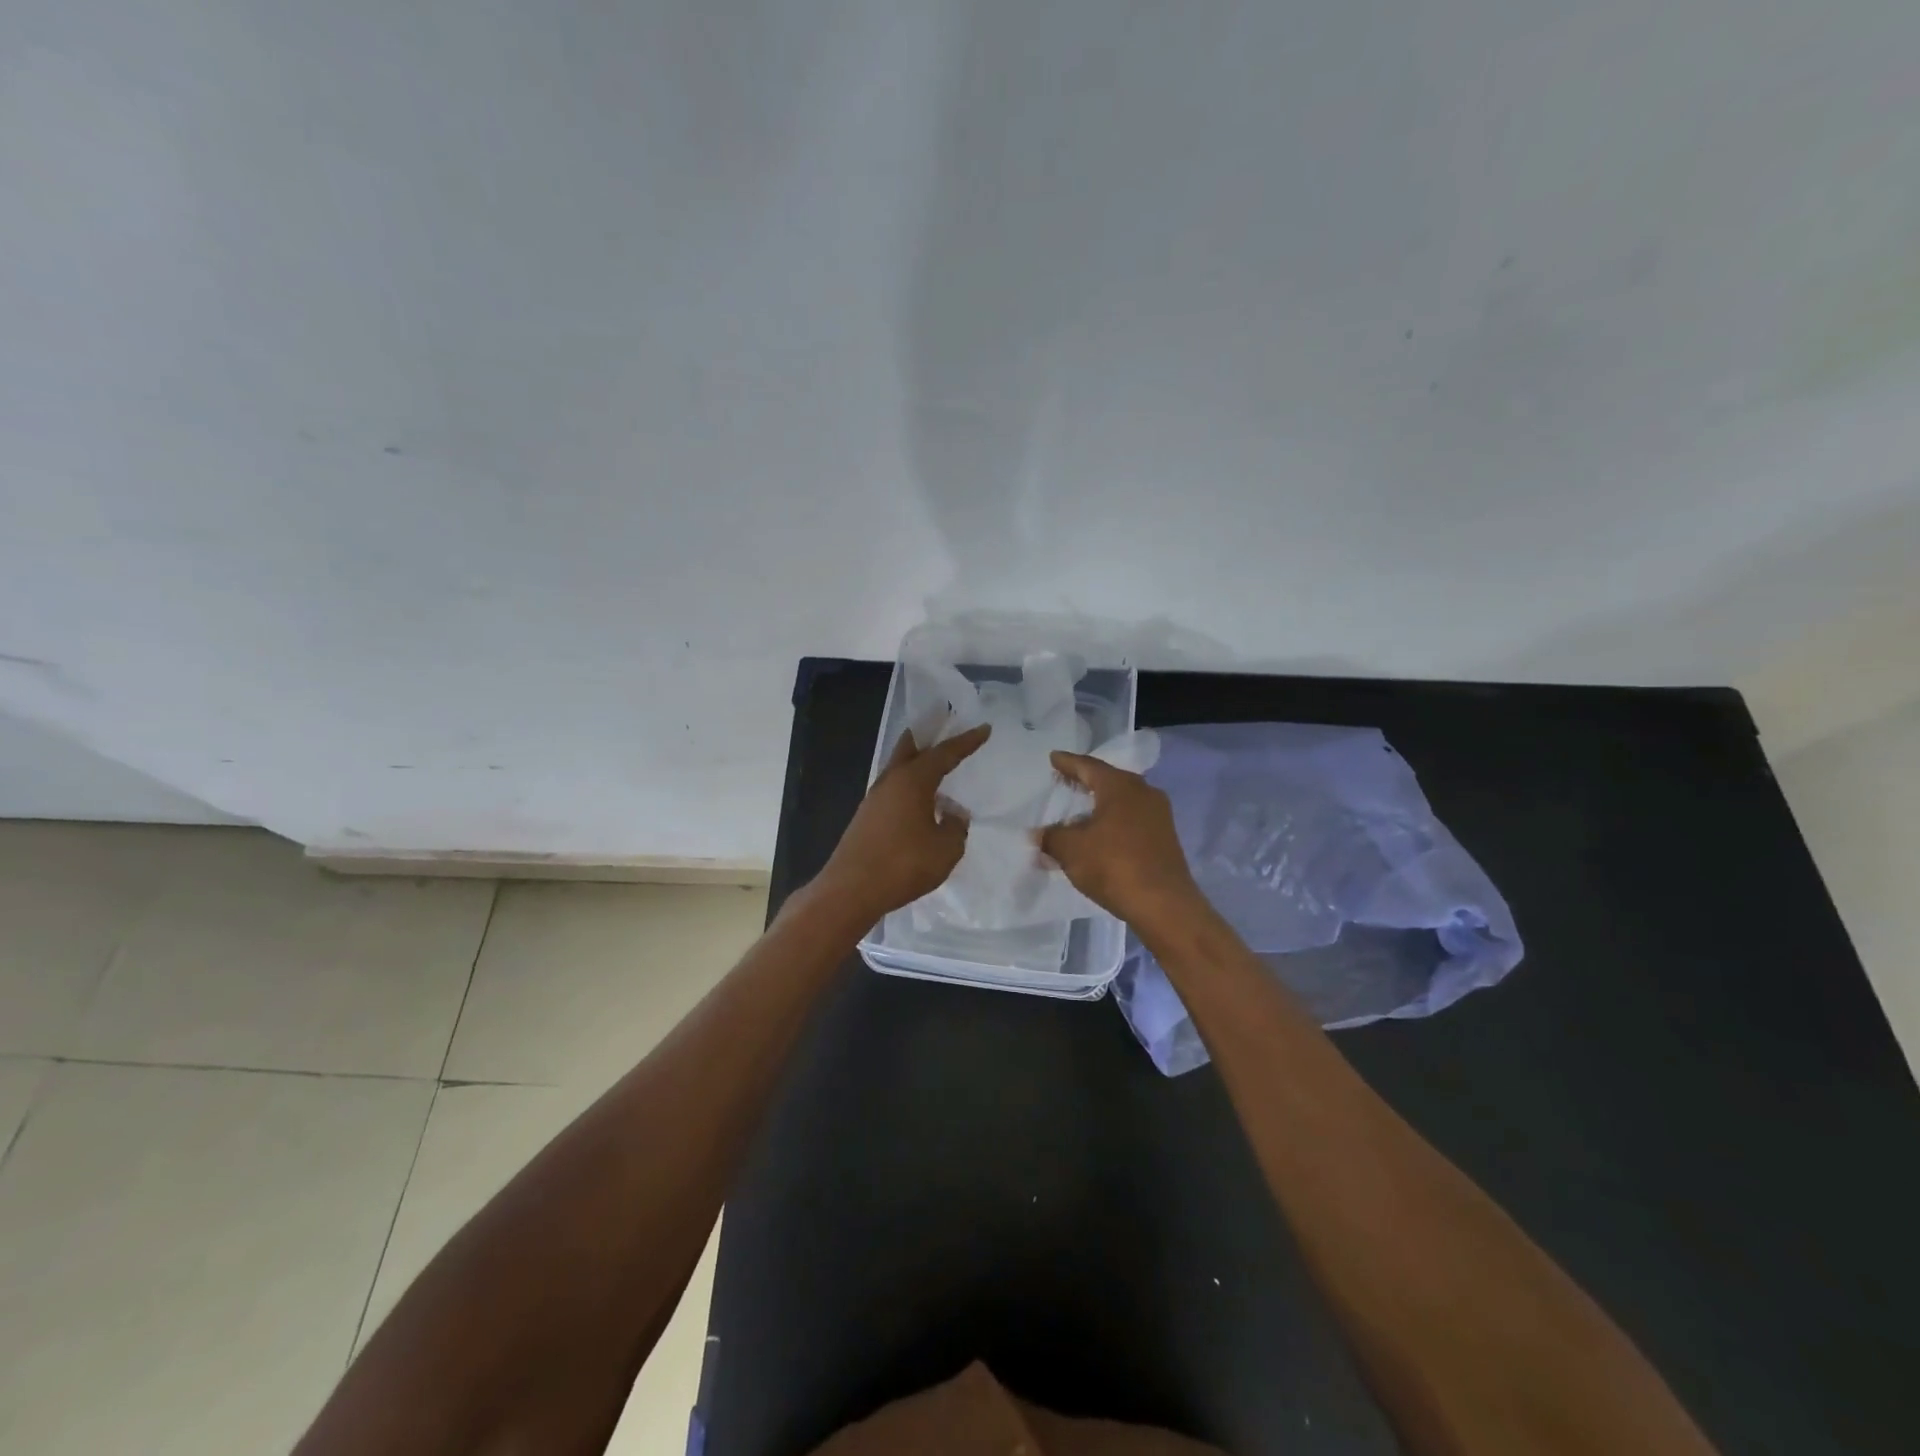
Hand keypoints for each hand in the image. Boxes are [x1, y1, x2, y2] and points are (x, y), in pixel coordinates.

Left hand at [814, 723, 991, 925]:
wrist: (850, 890)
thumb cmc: (903, 864)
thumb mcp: (945, 849)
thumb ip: (955, 827)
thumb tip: (952, 814)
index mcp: (912, 780)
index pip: (944, 753)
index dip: (966, 741)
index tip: (983, 728)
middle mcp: (890, 781)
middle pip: (910, 747)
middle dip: (928, 736)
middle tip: (945, 726)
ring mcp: (874, 799)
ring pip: (898, 768)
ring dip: (917, 762)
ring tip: (937, 765)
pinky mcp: (866, 818)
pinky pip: (893, 790)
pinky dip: (909, 785)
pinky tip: (920, 801)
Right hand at [1036, 750, 1208, 935]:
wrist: (1164, 904)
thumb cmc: (1113, 865)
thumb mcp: (1071, 850)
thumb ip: (1051, 837)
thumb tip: (1038, 834)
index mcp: (1120, 786)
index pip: (1088, 766)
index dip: (1068, 763)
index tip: (1054, 758)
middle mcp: (1143, 792)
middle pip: (1108, 780)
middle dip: (1085, 781)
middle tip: (1065, 780)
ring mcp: (1158, 815)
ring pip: (1122, 801)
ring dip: (1100, 804)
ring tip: (1080, 810)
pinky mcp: (1165, 838)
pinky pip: (1132, 820)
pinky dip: (1113, 821)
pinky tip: (1100, 835)